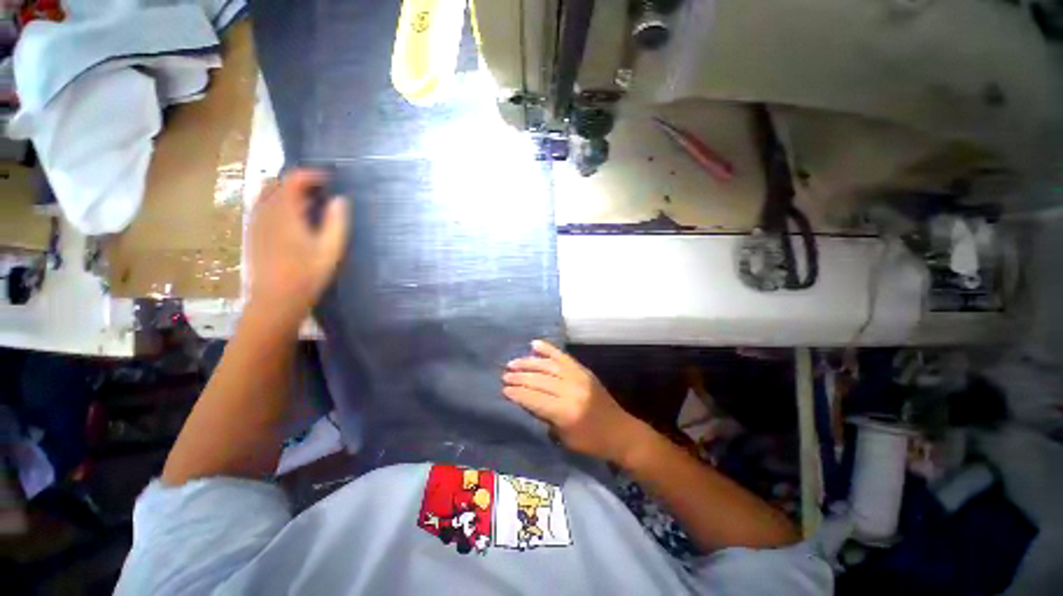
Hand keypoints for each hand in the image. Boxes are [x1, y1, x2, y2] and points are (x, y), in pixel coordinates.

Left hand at [246, 169, 347, 328]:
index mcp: (285, 213)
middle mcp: (265, 212)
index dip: (312, 175)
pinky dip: (277, 203)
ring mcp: (255, 222)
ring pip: (266, 194)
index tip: (330, 180)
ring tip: (308, 204)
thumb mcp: (331, 249)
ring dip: (287, 192)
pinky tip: (291, 219)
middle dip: (299, 182)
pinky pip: (261, 207)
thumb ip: (336, 222)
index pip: (294, 179)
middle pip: (277, 183)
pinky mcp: (252, 233)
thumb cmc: (307, 274)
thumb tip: (340, 199)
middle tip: (321, 192)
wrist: (275, 299)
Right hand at [502, 340, 648, 463]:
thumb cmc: (590, 442)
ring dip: (529, 363)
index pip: (535, 398)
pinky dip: (548, 349)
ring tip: (513, 362)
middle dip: (520, 377)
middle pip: (540, 380)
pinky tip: (535, 344)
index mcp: (566, 411)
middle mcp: (571, 390)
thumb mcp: (563, 438)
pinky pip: (563, 356)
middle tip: (505, 375)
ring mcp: (579, 377)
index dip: (518, 393)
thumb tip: (524, 400)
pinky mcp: (584, 370)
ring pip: (548, 365)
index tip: (503, 389)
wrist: (620, 431)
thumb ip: (544, 417)